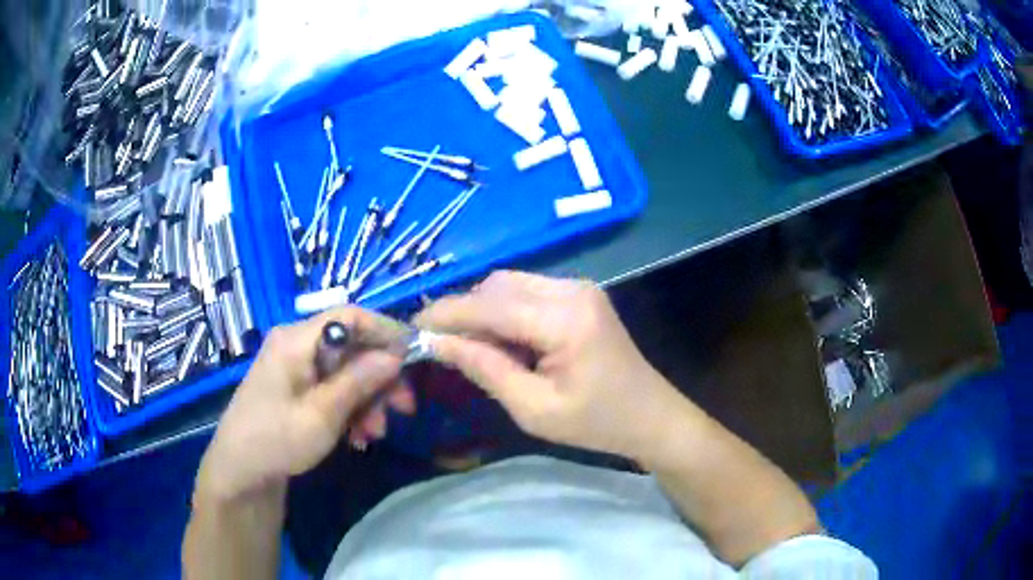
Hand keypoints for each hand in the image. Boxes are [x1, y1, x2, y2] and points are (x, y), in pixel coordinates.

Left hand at [196, 308, 415, 501]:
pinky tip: (357, 435)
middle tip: (404, 408)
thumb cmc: (277, 440)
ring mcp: (294, 366)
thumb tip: (396, 354)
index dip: (385, 331)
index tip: (414, 358)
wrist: (240, 471)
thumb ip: (359, 381)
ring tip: (374, 433)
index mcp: (296, 340)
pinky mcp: (295, 386)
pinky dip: (349, 407)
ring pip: (344, 369)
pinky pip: (331, 386)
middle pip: (350, 346)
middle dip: (379, 377)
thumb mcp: (322, 415)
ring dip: (367, 399)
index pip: (349, 316)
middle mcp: (295, 344)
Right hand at [416, 271, 683, 459]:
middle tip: (442, 346)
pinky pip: (526, 291)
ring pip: (508, 284)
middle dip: (463, 312)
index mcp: (564, 320)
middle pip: (496, 286)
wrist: (650, 415)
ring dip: (484, 310)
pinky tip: (505, 341)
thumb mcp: (533, 408)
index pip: (489, 306)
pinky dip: (504, 310)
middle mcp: (571, 289)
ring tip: (476, 349)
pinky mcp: (579, 293)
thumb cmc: (595, 424)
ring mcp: (578, 287)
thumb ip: (484, 369)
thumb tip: (437, 342)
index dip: (445, 315)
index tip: (411, 329)